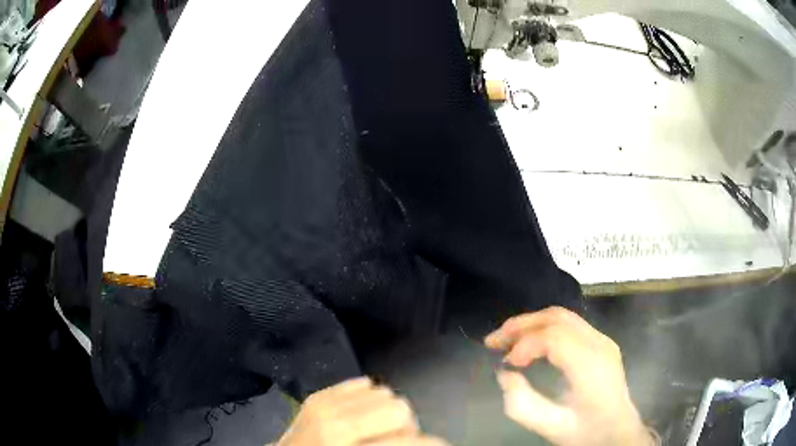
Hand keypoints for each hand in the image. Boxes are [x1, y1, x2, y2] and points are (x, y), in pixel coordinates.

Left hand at [277, 377, 447, 445]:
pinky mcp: (317, 395)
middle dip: (406, 425)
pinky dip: (367, 398)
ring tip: (376, 427)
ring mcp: (324, 404)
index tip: (440, 443)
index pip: (409, 439)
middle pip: (399, 407)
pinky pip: (359, 383)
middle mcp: (338, 422)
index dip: (432, 442)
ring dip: (385, 411)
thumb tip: (424, 440)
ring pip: (381, 391)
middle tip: (396, 438)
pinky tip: (360, 414)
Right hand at [485, 307, 656, 445]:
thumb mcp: (551, 427)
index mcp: (592, 366)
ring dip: (530, 324)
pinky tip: (530, 343)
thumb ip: (521, 403)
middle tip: (492, 342)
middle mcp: (600, 344)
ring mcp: (603, 339)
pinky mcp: (601, 342)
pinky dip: (543, 328)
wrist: (619, 430)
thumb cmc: (587, 432)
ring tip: (505, 339)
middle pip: (557, 318)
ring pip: (562, 316)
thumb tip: (505, 374)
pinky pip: (569, 324)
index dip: (525, 345)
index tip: (505, 364)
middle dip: (521, 325)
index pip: (555, 337)